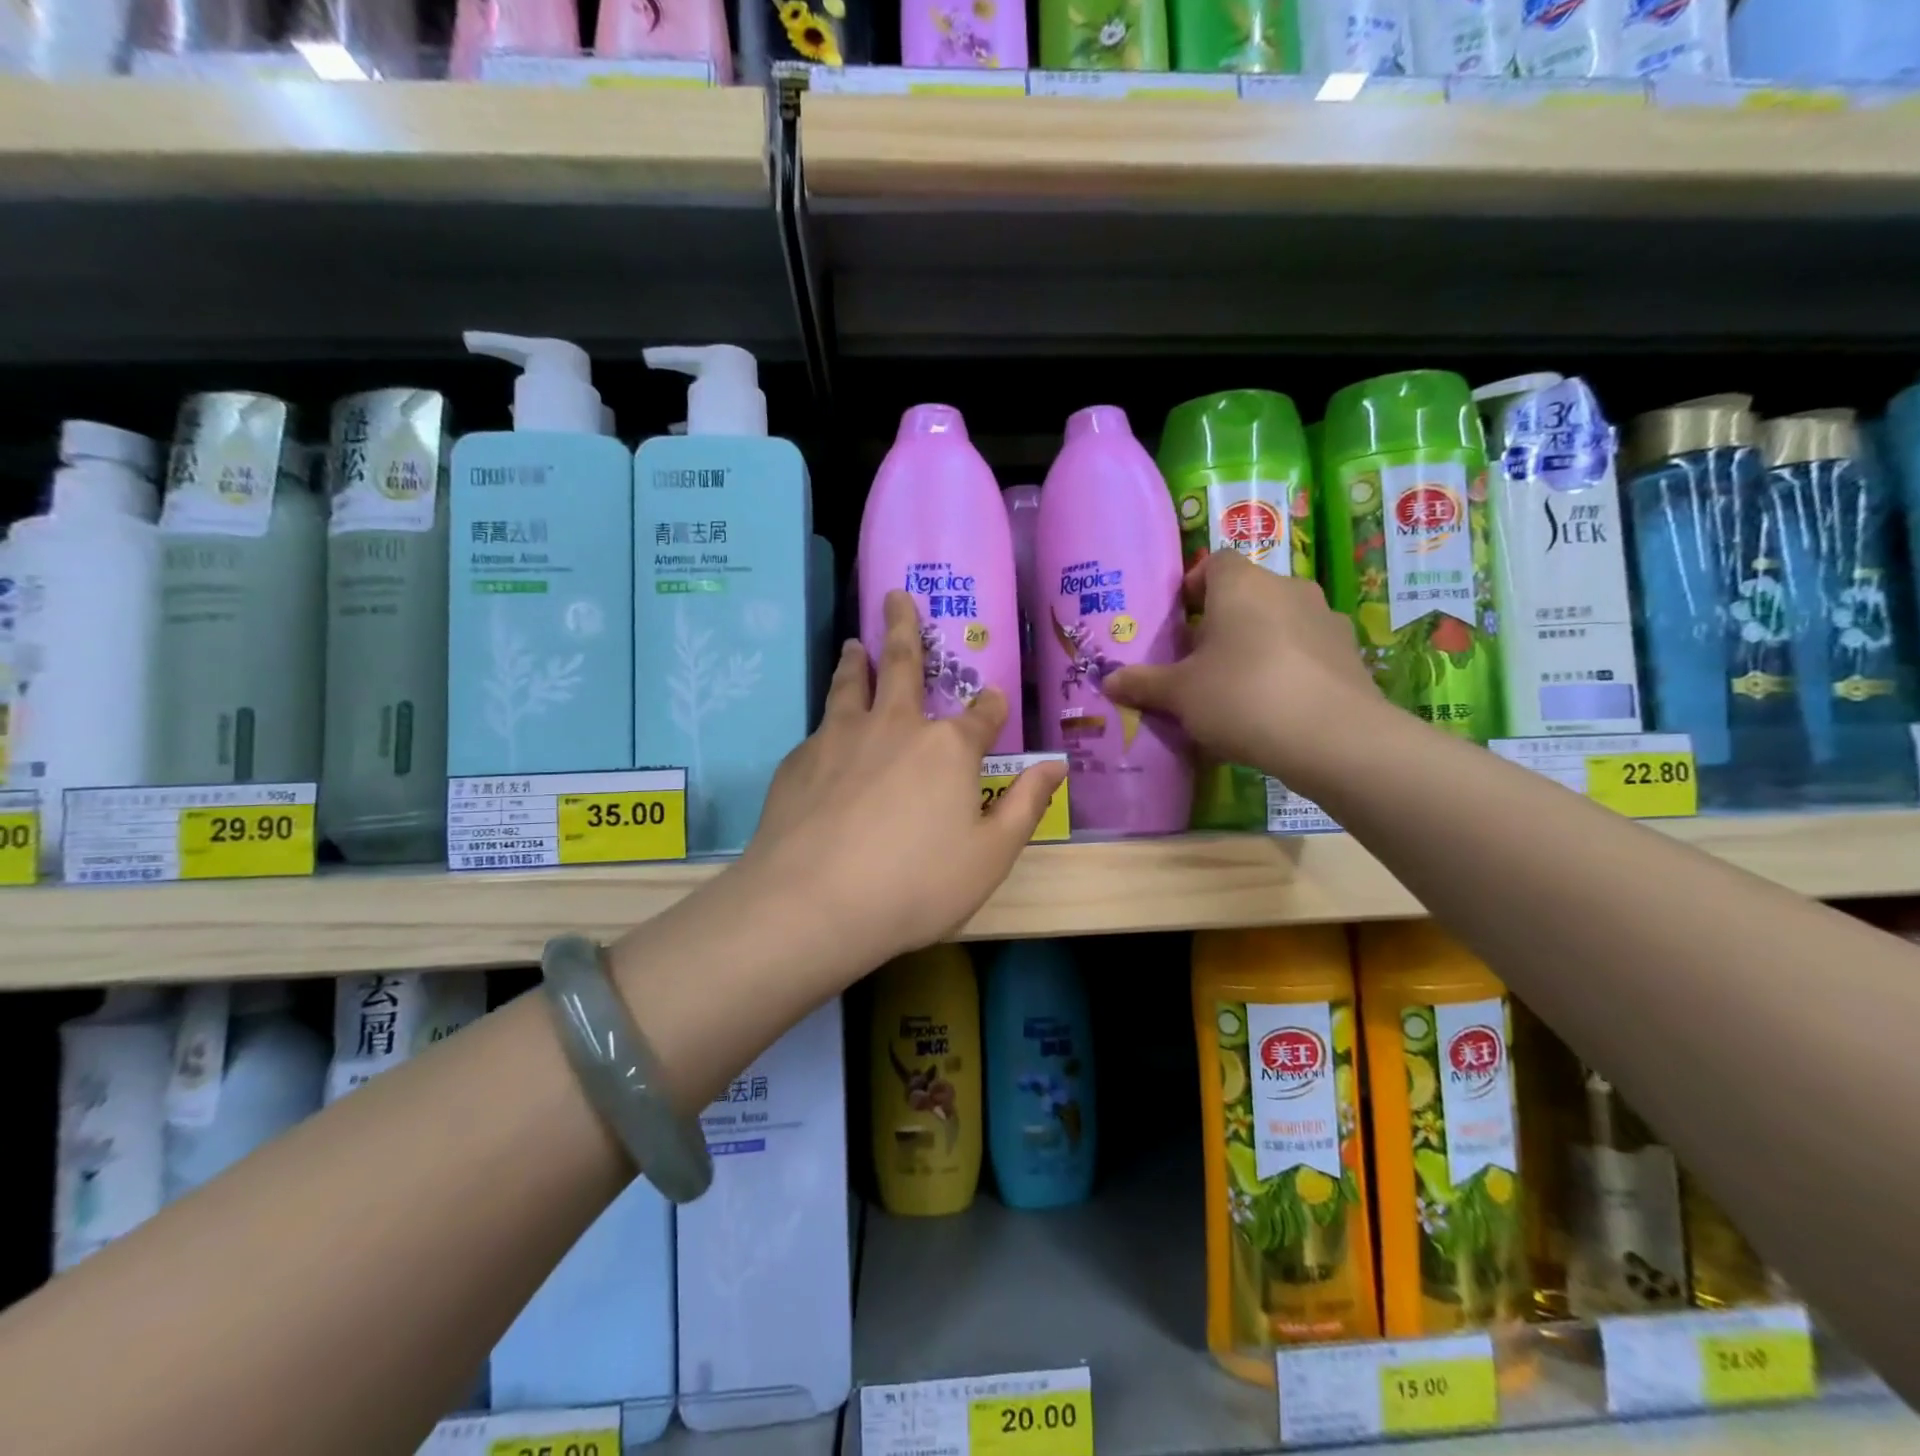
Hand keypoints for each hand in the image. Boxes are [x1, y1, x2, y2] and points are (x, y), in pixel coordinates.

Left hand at [741, 589, 1064, 970]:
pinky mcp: (800, 759)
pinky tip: (825, 736)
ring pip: (852, 684)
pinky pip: (821, 729)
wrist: (812, 903)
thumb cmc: (915, 885)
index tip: (994, 698)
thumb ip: (1024, 805)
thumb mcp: (990, 856)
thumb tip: (1056, 764)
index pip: (981, 714)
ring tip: (857, 643)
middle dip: (905, 627)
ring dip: (859, 659)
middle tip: (895, 595)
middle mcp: (895, 726)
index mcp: (947, 749)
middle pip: (904, 664)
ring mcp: (841, 737)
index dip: (992, 705)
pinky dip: (830, 721)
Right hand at [1102, 550, 1383, 791]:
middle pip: (1247, 594)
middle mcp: (1287, 588)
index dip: (1193, 587)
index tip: (1179, 621)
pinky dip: (1288, 667)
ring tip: (1237, 687)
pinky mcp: (1350, 653)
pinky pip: (1306, 651)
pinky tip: (1275, 707)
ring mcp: (1325, 619)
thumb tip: (1108, 682)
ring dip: (1257, 643)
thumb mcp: (1180, 694)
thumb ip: (1143, 684)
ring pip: (1279, 622)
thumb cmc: (1241, 696)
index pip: (1214, 563)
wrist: (1333, 738)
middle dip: (1222, 621)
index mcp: (1241, 584)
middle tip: (1199, 661)